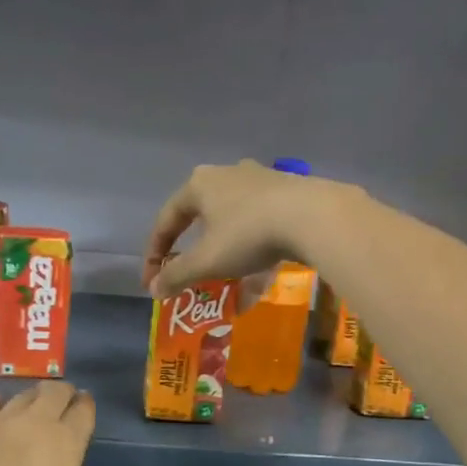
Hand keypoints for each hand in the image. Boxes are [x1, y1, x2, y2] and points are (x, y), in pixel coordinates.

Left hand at [0, 383, 165, 465]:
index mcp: (66, 441)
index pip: (83, 410)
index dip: (86, 406)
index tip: (84, 408)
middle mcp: (36, 421)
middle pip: (54, 392)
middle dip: (63, 393)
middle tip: (62, 403)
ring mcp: (0, 420)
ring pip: (22, 395)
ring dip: (32, 397)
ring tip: (32, 405)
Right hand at [143, 160, 355, 296]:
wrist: (313, 216)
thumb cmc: (248, 234)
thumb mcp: (207, 260)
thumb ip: (177, 275)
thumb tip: (154, 289)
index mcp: (199, 185)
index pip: (167, 221)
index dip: (155, 255)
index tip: (152, 282)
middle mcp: (227, 176)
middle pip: (201, 221)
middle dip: (194, 256)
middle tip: (189, 279)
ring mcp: (260, 182)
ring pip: (233, 227)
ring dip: (226, 259)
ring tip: (226, 287)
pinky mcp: (288, 195)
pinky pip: (261, 229)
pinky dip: (254, 257)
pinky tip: (258, 283)